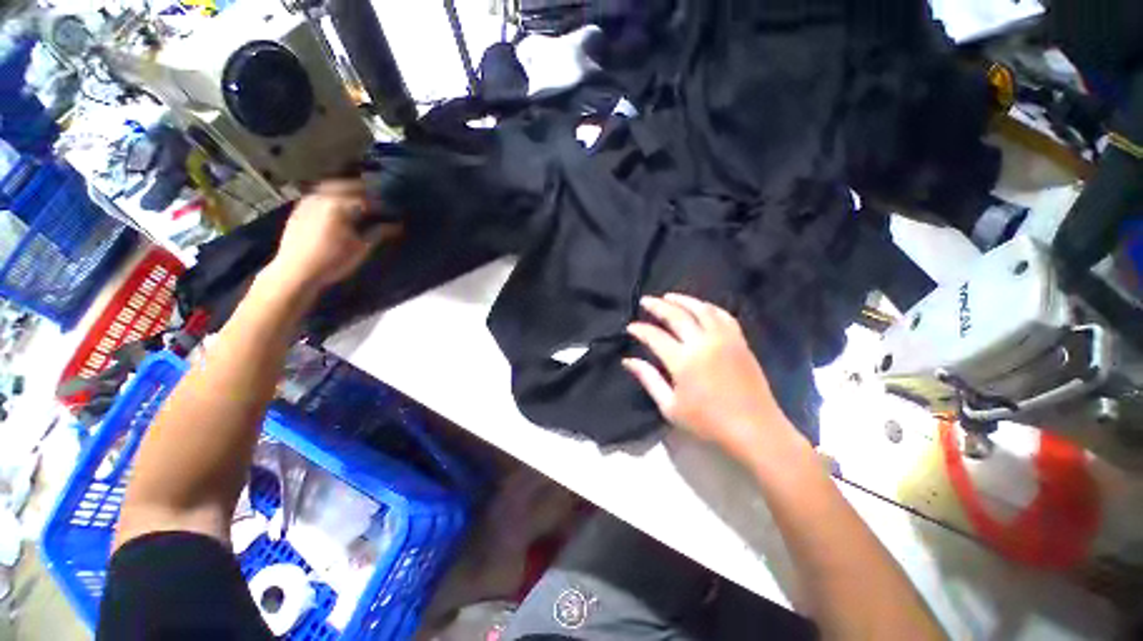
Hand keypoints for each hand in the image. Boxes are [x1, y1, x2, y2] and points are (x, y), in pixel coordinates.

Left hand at [268, 180, 399, 290]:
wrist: (296, 272)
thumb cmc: (333, 261)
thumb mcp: (361, 248)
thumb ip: (379, 232)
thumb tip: (396, 225)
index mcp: (340, 205)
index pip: (367, 199)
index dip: (382, 204)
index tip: (393, 210)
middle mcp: (323, 197)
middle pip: (347, 186)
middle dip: (364, 190)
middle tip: (378, 198)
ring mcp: (309, 201)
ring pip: (331, 187)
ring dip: (346, 190)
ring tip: (359, 200)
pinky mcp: (299, 209)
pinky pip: (320, 195)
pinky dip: (332, 196)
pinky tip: (339, 207)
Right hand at [623, 294, 802, 462]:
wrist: (754, 429)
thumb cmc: (708, 423)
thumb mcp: (670, 407)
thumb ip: (649, 379)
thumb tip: (628, 360)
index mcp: (683, 361)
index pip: (655, 336)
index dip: (640, 329)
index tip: (630, 327)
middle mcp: (703, 343)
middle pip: (677, 315)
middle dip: (658, 306)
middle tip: (645, 301)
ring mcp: (724, 339)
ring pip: (701, 309)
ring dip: (683, 300)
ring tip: (669, 296)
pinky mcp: (740, 341)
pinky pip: (723, 315)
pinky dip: (709, 307)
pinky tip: (701, 307)